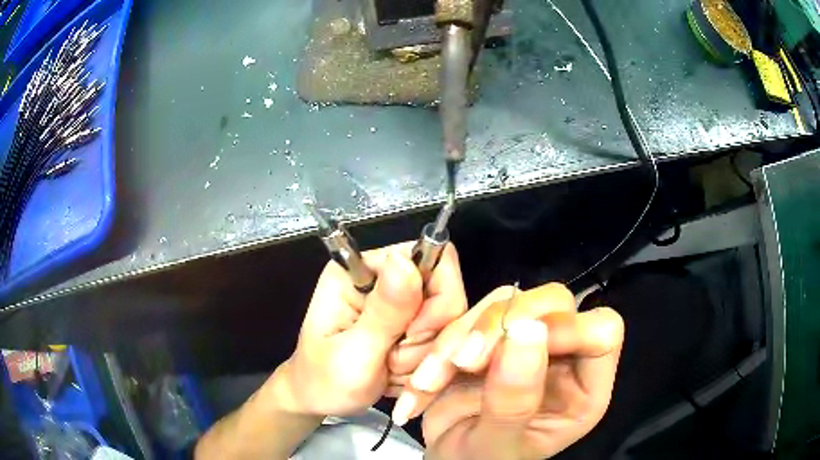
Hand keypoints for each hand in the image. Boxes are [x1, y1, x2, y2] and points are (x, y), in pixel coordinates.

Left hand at [273, 242, 466, 416]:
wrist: (320, 401)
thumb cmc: (325, 380)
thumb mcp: (354, 351)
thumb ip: (384, 311)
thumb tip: (404, 261)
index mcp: (362, 270)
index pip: (428, 257)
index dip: (434, 299)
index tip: (413, 335)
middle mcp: (383, 278)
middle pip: (445, 293)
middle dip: (425, 337)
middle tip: (391, 360)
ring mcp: (398, 303)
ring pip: (446, 323)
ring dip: (422, 356)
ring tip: (388, 369)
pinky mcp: (408, 325)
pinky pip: (440, 341)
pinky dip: (422, 364)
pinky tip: (395, 372)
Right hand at [395, 283, 623, 459]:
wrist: (447, 457)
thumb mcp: (497, 446)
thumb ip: (514, 401)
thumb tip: (528, 333)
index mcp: (584, 389)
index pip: (603, 332)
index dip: (568, 328)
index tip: (516, 347)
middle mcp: (563, 357)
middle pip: (555, 303)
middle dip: (503, 325)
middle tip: (463, 361)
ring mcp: (527, 342)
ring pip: (509, 301)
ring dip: (463, 336)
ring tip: (432, 379)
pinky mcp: (492, 336)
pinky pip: (472, 314)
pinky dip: (444, 340)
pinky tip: (426, 377)